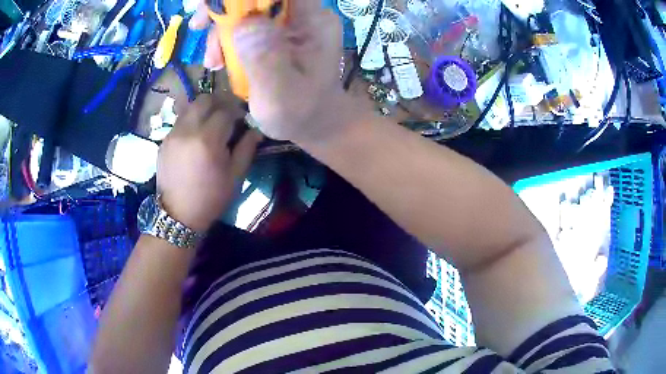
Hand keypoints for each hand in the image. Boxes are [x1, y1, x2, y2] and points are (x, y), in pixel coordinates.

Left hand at [157, 95, 260, 231]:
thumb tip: (256, 130)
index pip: (226, 110)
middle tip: (227, 113)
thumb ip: (246, 149)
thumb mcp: (235, 176)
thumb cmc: (210, 198)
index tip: (243, 119)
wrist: (178, 215)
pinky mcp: (164, 140)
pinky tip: (196, 135)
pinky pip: (180, 120)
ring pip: (190, 106)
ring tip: (211, 122)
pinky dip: (191, 120)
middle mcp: (188, 130)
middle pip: (205, 99)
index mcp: (208, 140)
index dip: (237, 111)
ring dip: (204, 109)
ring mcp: (173, 133)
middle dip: (219, 102)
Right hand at [190, 0, 362, 143]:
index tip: (216, 5)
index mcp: (313, 21)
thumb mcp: (280, 95)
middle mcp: (303, 14)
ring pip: (248, 6)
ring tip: (212, 61)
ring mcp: (289, 22)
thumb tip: (243, 24)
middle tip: (199, 26)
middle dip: (225, 7)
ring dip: (221, 28)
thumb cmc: (300, 114)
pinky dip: (226, 37)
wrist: (312, 123)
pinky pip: (245, 22)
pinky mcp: (276, 32)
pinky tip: (218, 61)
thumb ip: (265, 59)